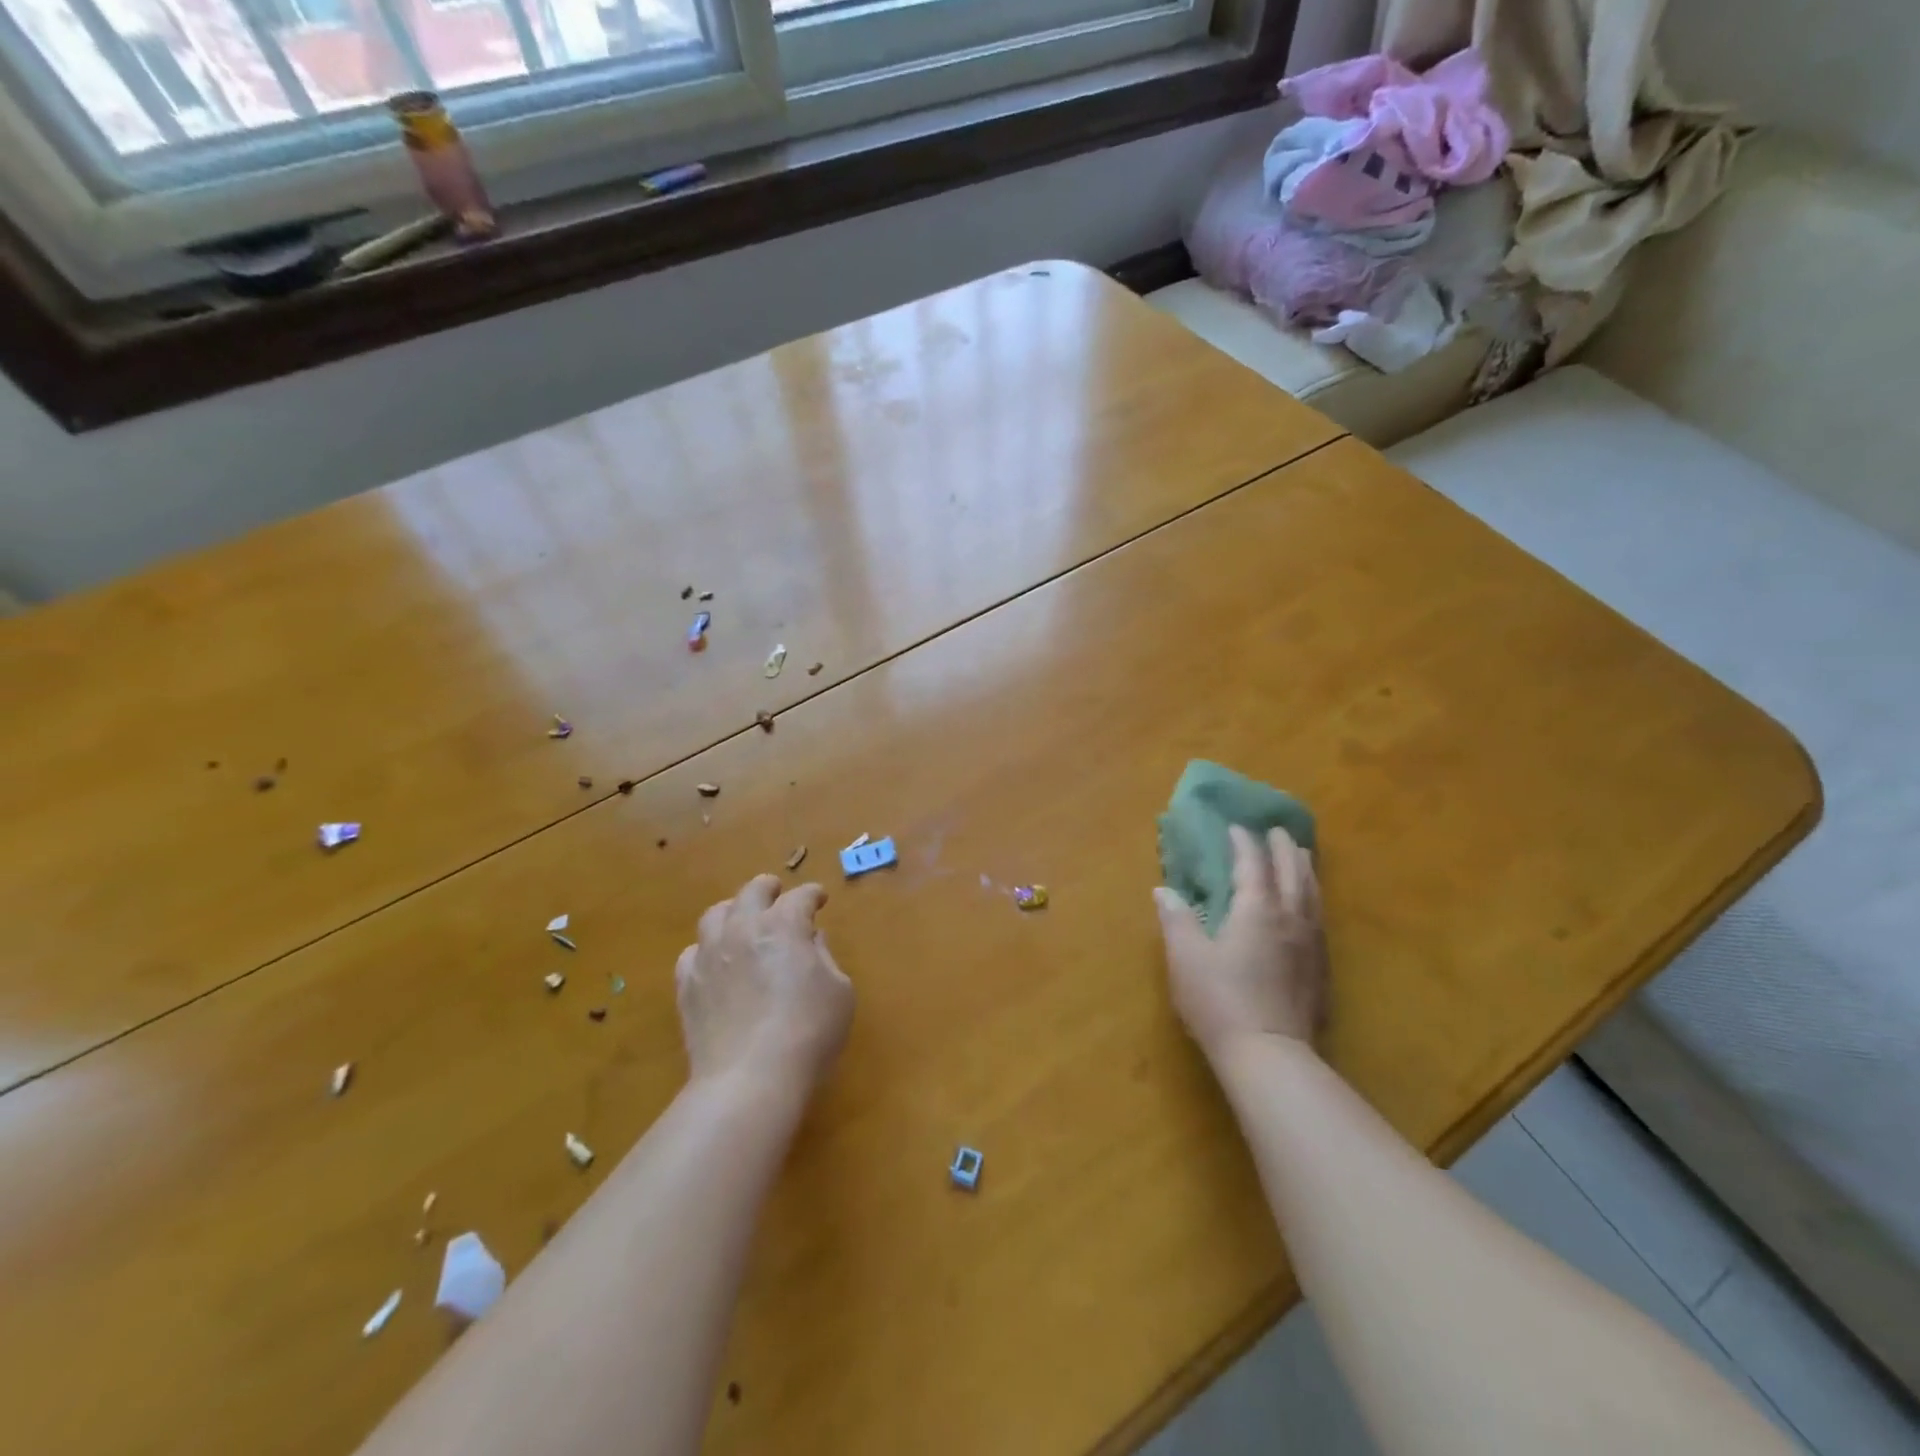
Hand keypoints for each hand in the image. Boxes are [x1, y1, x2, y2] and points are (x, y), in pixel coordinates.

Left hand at [676, 875, 853, 1097]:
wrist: (750, 1078)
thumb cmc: (809, 1032)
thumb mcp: (839, 991)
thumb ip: (825, 957)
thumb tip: (811, 940)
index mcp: (784, 925)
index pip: (800, 897)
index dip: (812, 895)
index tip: (819, 899)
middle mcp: (743, 929)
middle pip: (752, 892)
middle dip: (768, 888)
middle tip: (777, 893)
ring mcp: (709, 955)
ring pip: (715, 915)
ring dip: (733, 911)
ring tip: (741, 920)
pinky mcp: (687, 985)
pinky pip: (692, 953)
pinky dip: (706, 949)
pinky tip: (715, 961)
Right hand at [1154, 826, 1326, 1060]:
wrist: (1269, 1055)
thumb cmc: (1220, 1000)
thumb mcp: (1186, 957)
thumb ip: (1177, 919)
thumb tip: (1164, 890)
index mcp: (1257, 910)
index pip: (1253, 865)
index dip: (1244, 844)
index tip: (1236, 828)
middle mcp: (1290, 918)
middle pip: (1292, 873)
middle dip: (1283, 849)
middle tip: (1278, 831)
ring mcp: (1311, 945)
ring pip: (1313, 895)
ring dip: (1305, 870)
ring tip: (1301, 857)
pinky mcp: (1321, 970)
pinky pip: (1320, 920)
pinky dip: (1314, 900)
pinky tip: (1310, 909)